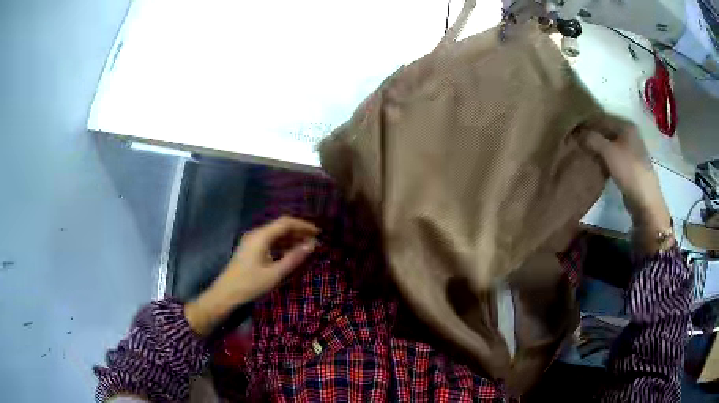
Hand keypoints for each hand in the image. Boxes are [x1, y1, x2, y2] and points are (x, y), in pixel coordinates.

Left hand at [185, 216, 318, 335]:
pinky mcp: (250, 249)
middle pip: (280, 227)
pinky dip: (282, 245)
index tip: (318, 233)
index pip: (286, 222)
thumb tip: (311, 245)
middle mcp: (256, 234)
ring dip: (291, 239)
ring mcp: (252, 241)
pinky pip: (270, 242)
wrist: (226, 294)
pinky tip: (291, 253)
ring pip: (275, 235)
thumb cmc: (250, 284)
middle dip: (298, 232)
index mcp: (261, 236)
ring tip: (306, 247)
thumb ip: (294, 258)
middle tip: (315, 241)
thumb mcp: (275, 273)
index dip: (303, 225)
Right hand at [576, 115, 672, 249]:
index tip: (572, 130)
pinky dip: (603, 158)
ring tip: (582, 152)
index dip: (587, 123)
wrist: (645, 201)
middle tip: (575, 141)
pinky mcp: (629, 166)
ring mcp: (630, 151)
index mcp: (626, 125)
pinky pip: (612, 157)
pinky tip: (594, 163)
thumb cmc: (629, 171)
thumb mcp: (608, 152)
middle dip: (592, 136)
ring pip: (609, 145)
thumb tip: (576, 132)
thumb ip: (592, 139)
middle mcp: (629, 134)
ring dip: (597, 148)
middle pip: (606, 131)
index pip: (602, 118)